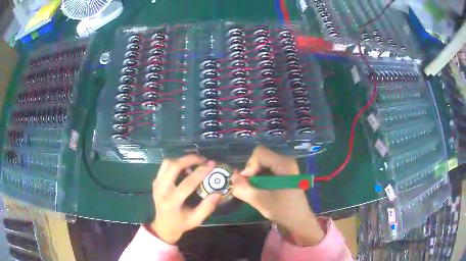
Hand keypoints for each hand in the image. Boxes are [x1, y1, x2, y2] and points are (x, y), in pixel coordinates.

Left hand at [150, 155, 220, 243]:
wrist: (163, 226)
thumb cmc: (181, 224)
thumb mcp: (196, 220)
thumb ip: (207, 207)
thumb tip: (218, 193)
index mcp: (172, 202)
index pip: (187, 183)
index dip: (200, 172)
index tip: (212, 164)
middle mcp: (161, 190)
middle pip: (173, 167)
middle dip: (189, 159)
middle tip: (203, 159)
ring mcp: (156, 184)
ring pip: (167, 163)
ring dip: (182, 159)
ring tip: (195, 162)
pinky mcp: (155, 181)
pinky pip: (164, 166)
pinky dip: (176, 163)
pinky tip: (185, 167)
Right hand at [231, 145, 324, 245]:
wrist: (299, 221)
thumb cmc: (283, 211)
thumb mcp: (261, 201)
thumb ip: (243, 188)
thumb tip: (232, 177)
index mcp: (284, 164)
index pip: (259, 153)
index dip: (249, 166)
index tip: (248, 182)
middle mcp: (286, 161)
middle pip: (260, 157)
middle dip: (251, 172)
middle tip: (250, 188)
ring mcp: (286, 167)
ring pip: (262, 164)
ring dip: (254, 176)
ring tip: (255, 191)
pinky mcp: (284, 174)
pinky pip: (267, 170)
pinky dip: (260, 178)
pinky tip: (261, 190)